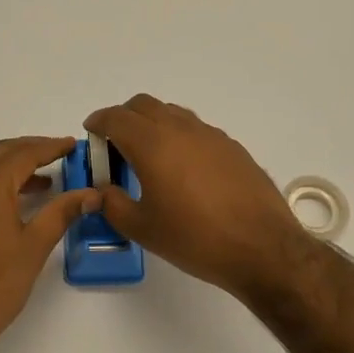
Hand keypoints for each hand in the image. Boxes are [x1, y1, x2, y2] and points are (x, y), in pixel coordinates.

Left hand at [0, 136, 98, 352]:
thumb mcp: (34, 247)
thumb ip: (62, 213)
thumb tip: (90, 193)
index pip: (24, 153)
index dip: (51, 147)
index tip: (74, 145)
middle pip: (1, 154)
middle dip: (32, 150)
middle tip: (61, 154)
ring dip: (14, 169)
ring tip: (46, 181)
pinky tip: (15, 206)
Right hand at [84, 95, 318, 302]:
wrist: (262, 247)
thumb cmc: (195, 238)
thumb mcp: (143, 229)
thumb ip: (113, 204)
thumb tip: (103, 191)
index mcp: (152, 144)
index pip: (116, 118)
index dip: (98, 122)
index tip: (91, 132)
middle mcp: (180, 129)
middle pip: (143, 105)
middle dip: (124, 117)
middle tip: (116, 145)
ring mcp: (210, 135)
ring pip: (172, 113)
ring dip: (153, 124)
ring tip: (149, 156)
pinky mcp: (232, 147)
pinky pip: (196, 129)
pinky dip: (179, 137)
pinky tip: (183, 169)